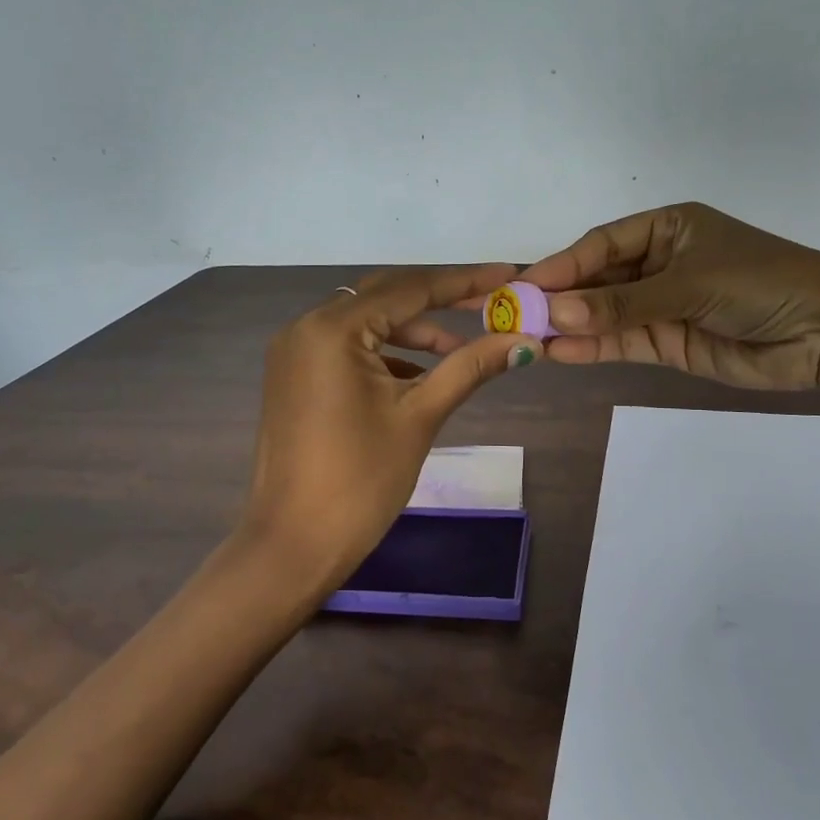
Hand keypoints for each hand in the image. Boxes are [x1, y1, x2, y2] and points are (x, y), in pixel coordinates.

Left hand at [233, 264, 543, 592]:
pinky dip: (385, 352)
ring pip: (365, 321)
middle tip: (490, 301)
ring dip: (413, 329)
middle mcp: (306, 326)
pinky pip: (347, 347)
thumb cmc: (361, 481)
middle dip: (440, 298)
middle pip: (385, 295)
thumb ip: (470, 367)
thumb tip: (525, 342)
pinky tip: (421, 372)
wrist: (294, 545)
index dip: (464, 281)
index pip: (410, 288)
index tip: (508, 274)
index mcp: (332, 328)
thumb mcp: (420, 416)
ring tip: (463, 347)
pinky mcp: (294, 376)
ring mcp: (295, 352)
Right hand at [520, 202, 819, 391]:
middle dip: (559, 298)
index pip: (600, 245)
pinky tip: (560, 352)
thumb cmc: (759, 283)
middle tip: (514, 317)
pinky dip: (593, 347)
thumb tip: (555, 315)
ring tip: (528, 339)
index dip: (560, 265)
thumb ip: (621, 305)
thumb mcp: (687, 284)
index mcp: (665, 228)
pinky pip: (623, 341)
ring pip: (605, 314)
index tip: (523, 286)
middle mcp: (658, 263)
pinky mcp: (669, 341)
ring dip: (570, 326)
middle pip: (597, 280)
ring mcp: (662, 305)